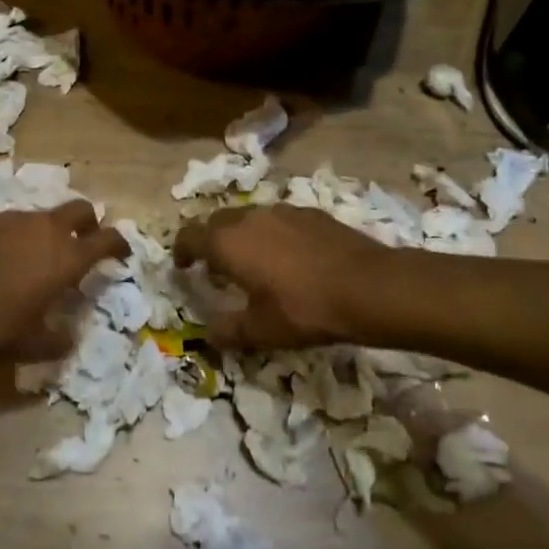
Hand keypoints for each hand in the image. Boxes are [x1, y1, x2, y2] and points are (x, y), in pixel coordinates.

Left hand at [0, 203, 127, 360]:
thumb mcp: (29, 346)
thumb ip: (58, 342)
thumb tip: (70, 338)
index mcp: (66, 257)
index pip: (108, 239)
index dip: (119, 245)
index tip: (122, 254)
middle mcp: (46, 229)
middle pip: (81, 209)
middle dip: (89, 222)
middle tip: (83, 243)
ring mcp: (13, 218)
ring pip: (42, 216)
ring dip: (47, 232)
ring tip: (33, 259)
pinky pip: (10, 223)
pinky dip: (13, 237)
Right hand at [173, 204, 388, 348]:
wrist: (368, 286)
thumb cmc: (304, 309)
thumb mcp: (261, 331)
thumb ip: (229, 331)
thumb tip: (210, 336)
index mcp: (227, 242)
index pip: (189, 235)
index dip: (181, 250)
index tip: (183, 266)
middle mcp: (249, 218)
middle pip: (216, 221)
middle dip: (209, 241)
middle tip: (215, 267)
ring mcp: (281, 211)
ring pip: (248, 217)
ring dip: (241, 235)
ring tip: (252, 262)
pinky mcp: (310, 213)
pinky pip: (277, 219)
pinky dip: (271, 234)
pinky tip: (289, 258)